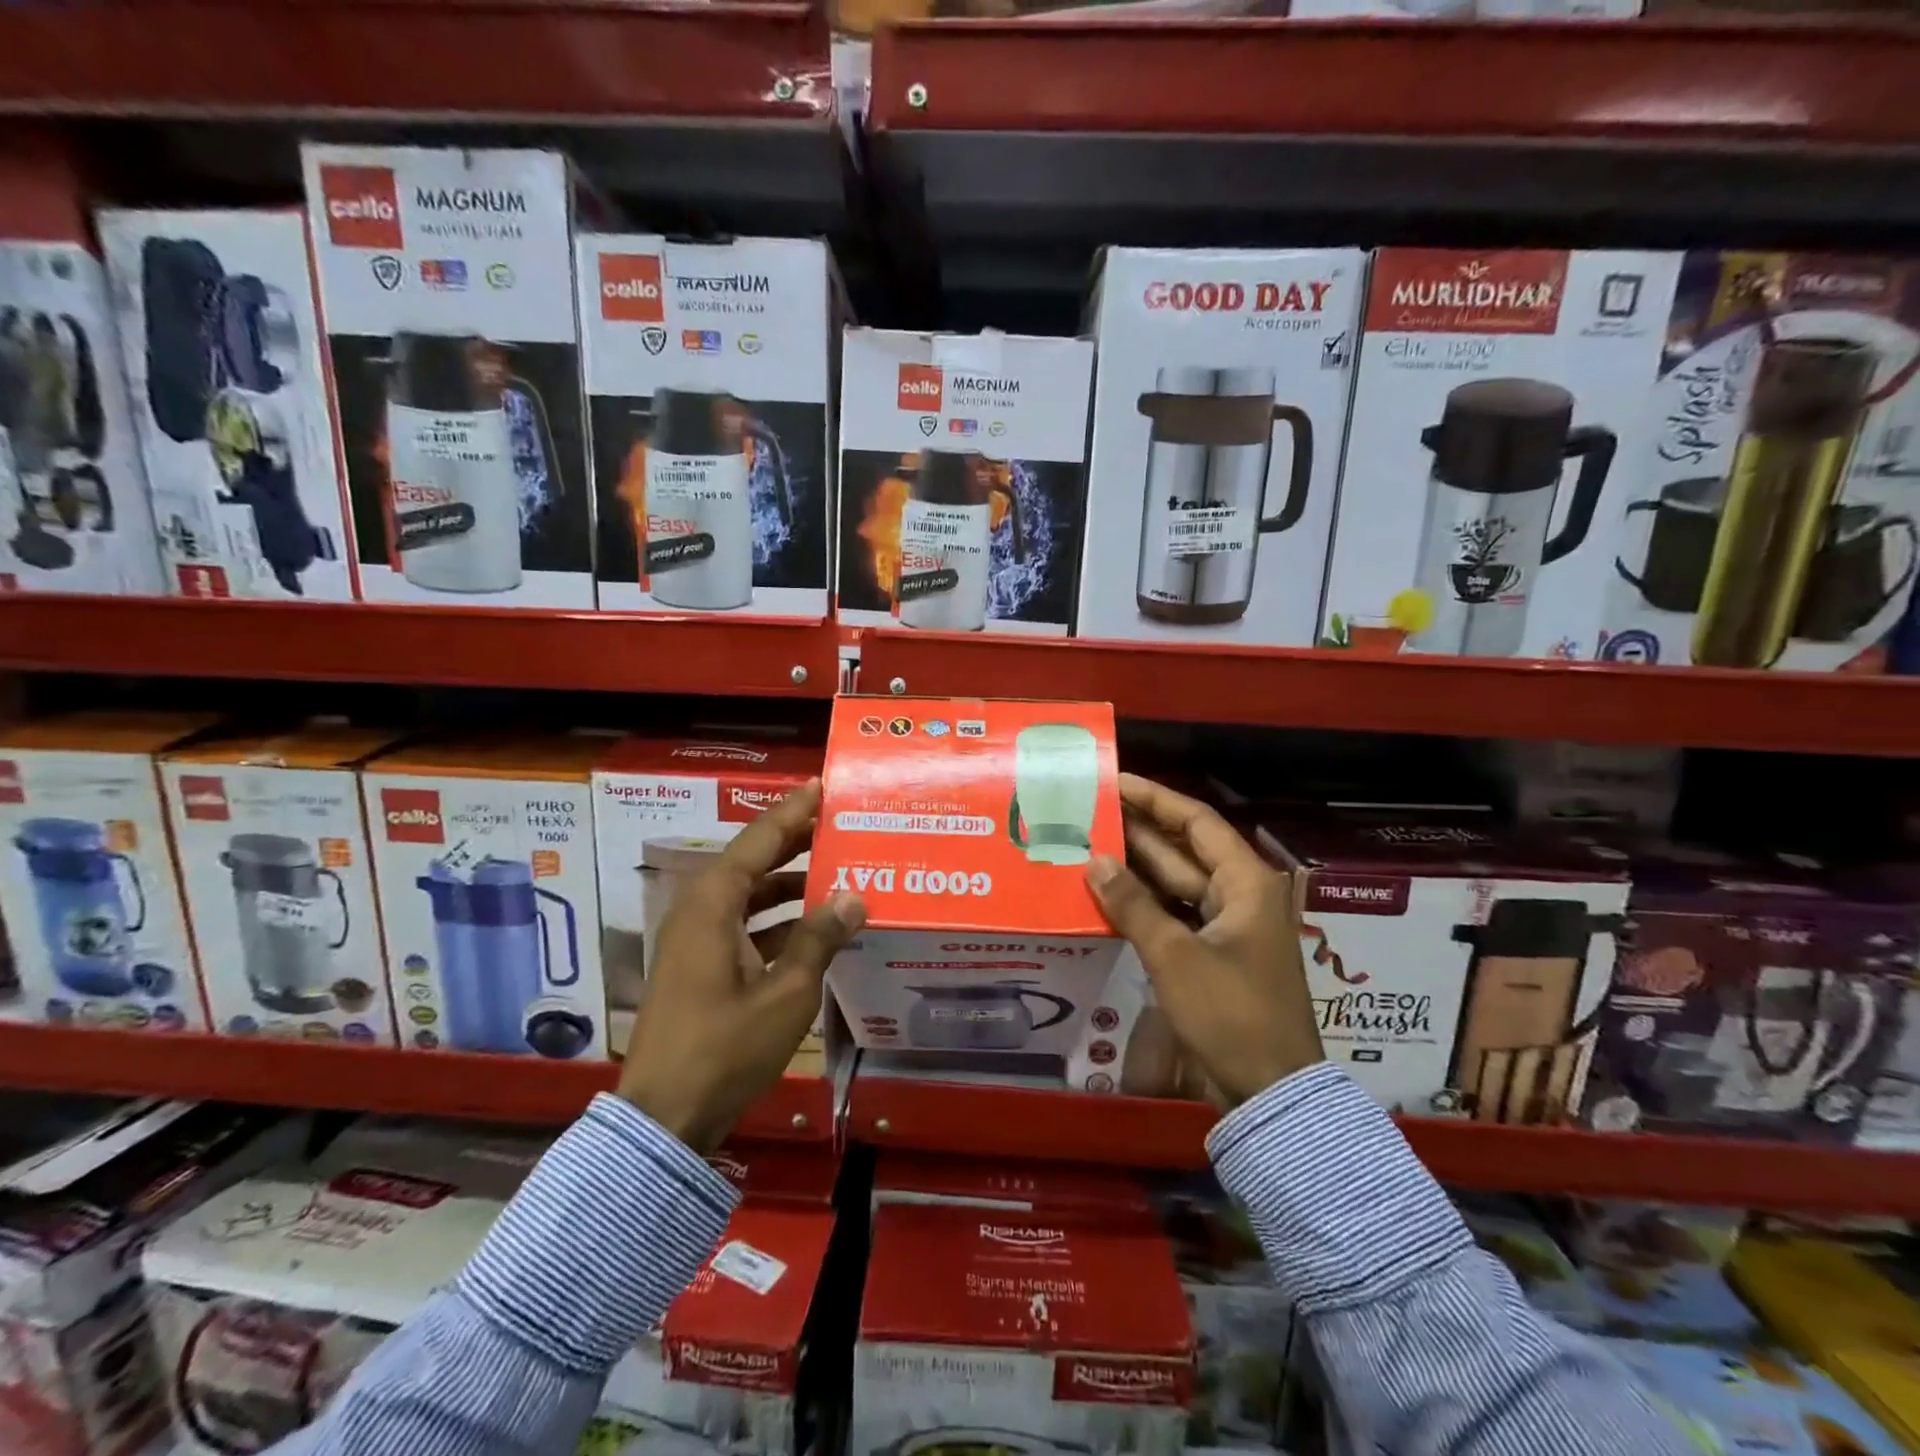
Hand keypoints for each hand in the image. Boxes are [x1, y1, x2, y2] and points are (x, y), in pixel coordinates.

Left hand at [617, 780, 864, 1151]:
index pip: (758, 840)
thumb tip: (854, 896)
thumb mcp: (786, 993)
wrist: (664, 1119)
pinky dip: (777, 919)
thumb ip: (820, 938)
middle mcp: (700, 912)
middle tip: (837, 823)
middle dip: (794, 842)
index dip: (792, 812)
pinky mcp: (700, 968)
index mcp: (713, 905)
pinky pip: (743, 925)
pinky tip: (814, 928)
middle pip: (752, 862)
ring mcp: (696, 941)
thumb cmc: (725, 1049)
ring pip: (748, 895)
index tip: (821, 787)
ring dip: (788, 883)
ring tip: (835, 871)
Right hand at [1085, 773, 1321, 1106]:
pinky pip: (1174, 915)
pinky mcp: (1213, 954)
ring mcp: (1228, 926)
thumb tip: (1094, 861)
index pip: (1196, 822)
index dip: (1155, 798)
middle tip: (1089, 812)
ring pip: (1176, 884)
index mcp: (1246, 882)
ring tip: (1087, 845)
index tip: (1115, 781)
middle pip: (1184, 850)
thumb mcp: (1176, 956)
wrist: (1271, 1093)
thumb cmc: (1232, 1014)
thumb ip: (1133, 905)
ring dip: (1136, 868)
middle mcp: (1240, 894)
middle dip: (1138, 831)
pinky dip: (1143, 904)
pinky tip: (1106, 895)